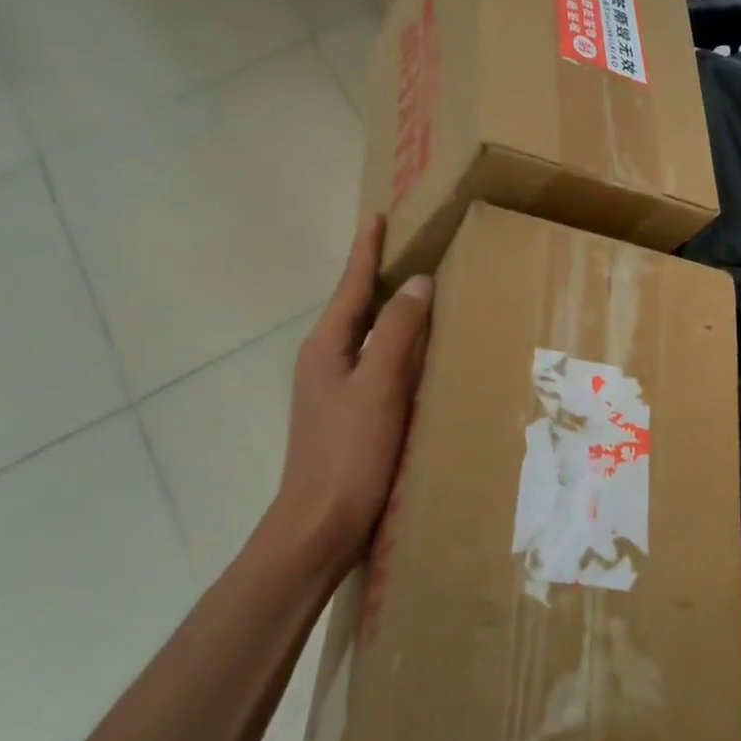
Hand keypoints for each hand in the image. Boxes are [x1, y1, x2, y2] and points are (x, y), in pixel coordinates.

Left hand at [265, 216, 432, 569]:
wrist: (320, 525)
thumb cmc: (349, 452)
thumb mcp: (379, 386)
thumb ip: (398, 332)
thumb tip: (417, 282)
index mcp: (326, 347)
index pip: (352, 286)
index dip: (366, 250)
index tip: (377, 216)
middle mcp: (324, 361)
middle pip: (356, 307)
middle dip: (379, 276)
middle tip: (409, 247)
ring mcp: (333, 390)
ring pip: (367, 337)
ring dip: (390, 312)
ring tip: (420, 293)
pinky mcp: (348, 414)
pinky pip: (375, 365)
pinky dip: (396, 348)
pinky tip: (418, 355)